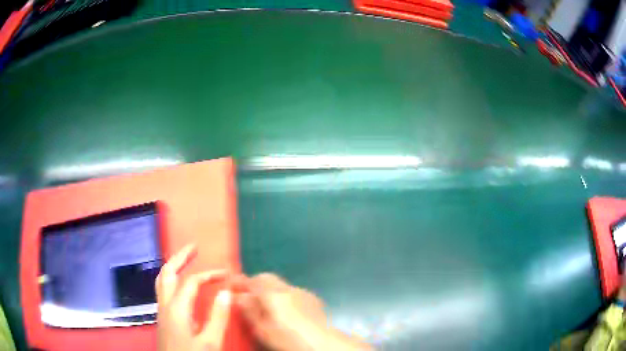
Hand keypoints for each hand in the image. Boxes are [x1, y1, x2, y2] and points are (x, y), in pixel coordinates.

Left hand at [156, 245, 231, 350]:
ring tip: (186, 259)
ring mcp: (161, 310)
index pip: (192, 282)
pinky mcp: (163, 317)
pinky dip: (171, 278)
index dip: (209, 274)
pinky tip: (180, 284)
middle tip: (194, 247)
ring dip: (173, 266)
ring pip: (162, 280)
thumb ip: (218, 317)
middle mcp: (165, 305)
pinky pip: (163, 289)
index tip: (226, 274)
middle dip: (180, 257)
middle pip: (167, 272)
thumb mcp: (210, 343)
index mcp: (177, 309)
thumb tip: (225, 292)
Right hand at [233, 273, 370, 350]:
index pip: (255, 279)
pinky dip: (284, 297)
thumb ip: (250, 311)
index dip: (243, 281)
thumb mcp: (264, 330)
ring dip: (270, 291)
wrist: (325, 343)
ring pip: (281, 286)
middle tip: (247, 298)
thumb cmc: (290, 339)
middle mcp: (290, 289)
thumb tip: (239, 297)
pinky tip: (285, 313)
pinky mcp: (313, 300)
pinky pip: (293, 293)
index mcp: (275, 295)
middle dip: (256, 285)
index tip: (232, 286)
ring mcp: (304, 293)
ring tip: (265, 307)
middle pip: (268, 279)